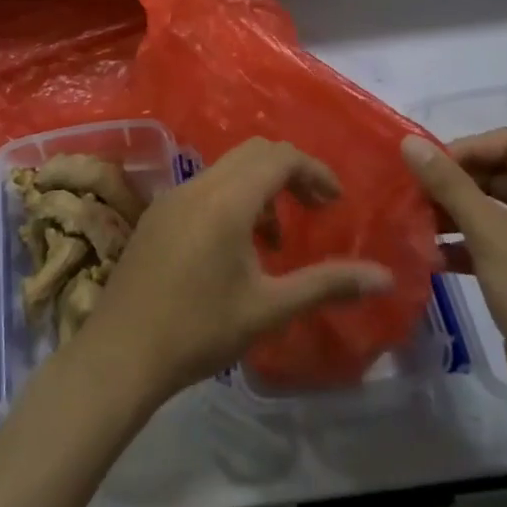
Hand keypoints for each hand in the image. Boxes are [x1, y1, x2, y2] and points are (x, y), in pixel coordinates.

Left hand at [78, 138, 393, 399]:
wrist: (121, 353)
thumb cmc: (199, 330)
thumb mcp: (269, 309)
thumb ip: (327, 285)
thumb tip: (384, 277)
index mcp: (226, 201)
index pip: (279, 157)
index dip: (314, 171)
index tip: (335, 202)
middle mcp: (197, 186)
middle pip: (253, 153)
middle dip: (290, 173)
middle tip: (314, 210)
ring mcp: (171, 197)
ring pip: (226, 170)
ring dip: (260, 189)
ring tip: (275, 242)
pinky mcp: (156, 214)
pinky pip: (204, 188)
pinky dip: (231, 200)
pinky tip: (234, 250)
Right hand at [401, 129, 506, 420]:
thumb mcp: (488, 231)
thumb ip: (448, 183)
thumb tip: (408, 142)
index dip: (466, 149)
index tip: (427, 168)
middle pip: (502, 175)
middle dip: (457, 183)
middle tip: (416, 194)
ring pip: (498, 210)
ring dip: (457, 213)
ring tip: (418, 223)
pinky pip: (501, 241)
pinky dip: (469, 244)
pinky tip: (435, 256)